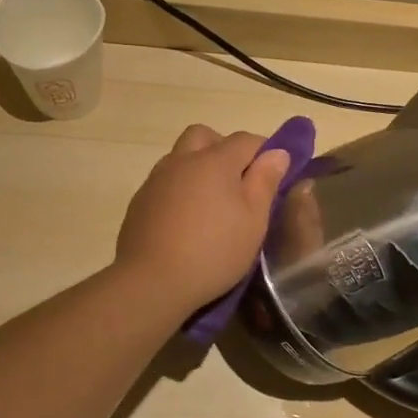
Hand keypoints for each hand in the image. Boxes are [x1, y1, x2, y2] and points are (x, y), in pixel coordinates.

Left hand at [116, 125, 290, 312]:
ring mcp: (156, 180)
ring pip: (180, 156)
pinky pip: (164, 182)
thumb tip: (277, 152)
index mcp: (215, 161)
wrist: (151, 281)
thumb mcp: (254, 220)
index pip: (246, 140)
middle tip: (237, 180)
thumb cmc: (214, 250)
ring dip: (198, 167)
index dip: (264, 151)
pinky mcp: (139, 202)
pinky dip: (179, 189)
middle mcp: (182, 160)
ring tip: (211, 203)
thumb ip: (265, 181)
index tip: (273, 174)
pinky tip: (186, 220)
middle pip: (204, 136)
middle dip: (224, 148)